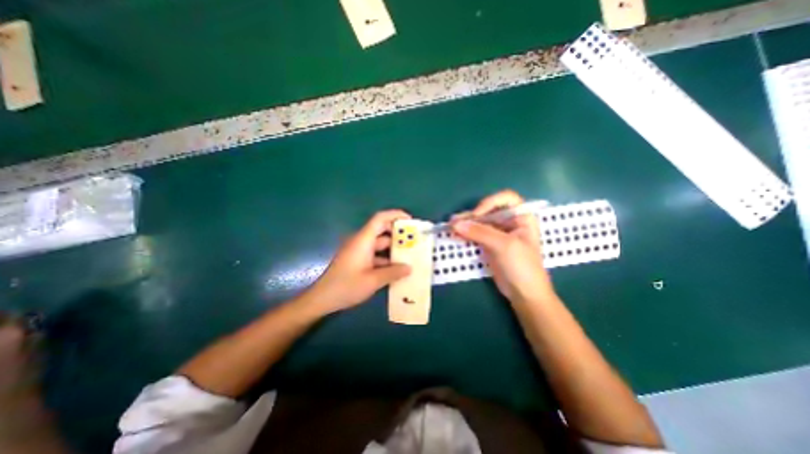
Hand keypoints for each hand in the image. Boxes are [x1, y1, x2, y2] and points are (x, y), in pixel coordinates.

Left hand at [307, 209, 412, 311]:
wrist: (322, 299)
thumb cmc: (346, 287)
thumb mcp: (373, 281)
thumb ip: (393, 273)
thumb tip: (409, 268)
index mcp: (363, 240)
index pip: (380, 218)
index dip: (395, 215)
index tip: (410, 222)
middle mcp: (361, 242)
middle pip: (382, 230)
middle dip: (398, 235)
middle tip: (415, 241)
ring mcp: (359, 251)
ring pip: (380, 244)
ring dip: (393, 249)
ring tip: (410, 256)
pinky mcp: (358, 260)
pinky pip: (375, 254)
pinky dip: (386, 259)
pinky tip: (397, 269)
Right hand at [450, 189, 556, 306]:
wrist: (524, 293)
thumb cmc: (522, 266)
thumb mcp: (504, 246)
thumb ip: (480, 233)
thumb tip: (455, 224)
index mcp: (521, 217)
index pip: (505, 199)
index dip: (490, 203)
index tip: (477, 215)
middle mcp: (510, 222)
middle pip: (489, 210)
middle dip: (472, 215)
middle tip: (454, 221)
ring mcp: (499, 233)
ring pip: (480, 222)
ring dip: (466, 224)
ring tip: (450, 226)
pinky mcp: (490, 244)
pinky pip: (476, 234)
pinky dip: (466, 233)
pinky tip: (455, 233)